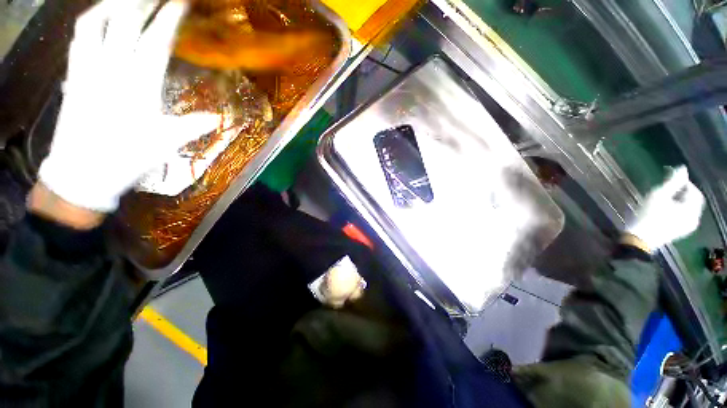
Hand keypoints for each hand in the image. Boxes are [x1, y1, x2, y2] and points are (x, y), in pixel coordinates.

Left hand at [37, 0, 218, 213]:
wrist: (82, 173)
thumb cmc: (127, 158)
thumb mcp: (167, 143)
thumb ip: (194, 126)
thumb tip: (219, 118)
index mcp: (139, 84)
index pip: (156, 40)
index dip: (170, 17)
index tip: (181, 2)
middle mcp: (111, 68)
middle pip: (126, 21)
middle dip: (145, 1)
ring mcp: (88, 68)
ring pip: (97, 21)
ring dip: (115, 4)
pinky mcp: (74, 74)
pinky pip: (80, 36)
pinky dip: (92, 19)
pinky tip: (100, 15)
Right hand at [626, 166, 705, 251]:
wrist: (639, 239)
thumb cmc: (647, 215)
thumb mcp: (658, 195)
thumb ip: (672, 181)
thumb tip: (682, 168)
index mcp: (691, 209)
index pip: (694, 191)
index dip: (685, 183)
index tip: (670, 178)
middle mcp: (694, 218)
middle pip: (693, 200)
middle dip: (682, 192)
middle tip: (667, 188)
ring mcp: (687, 227)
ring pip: (688, 208)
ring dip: (679, 201)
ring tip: (665, 198)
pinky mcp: (680, 231)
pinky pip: (684, 216)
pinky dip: (678, 209)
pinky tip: (665, 209)